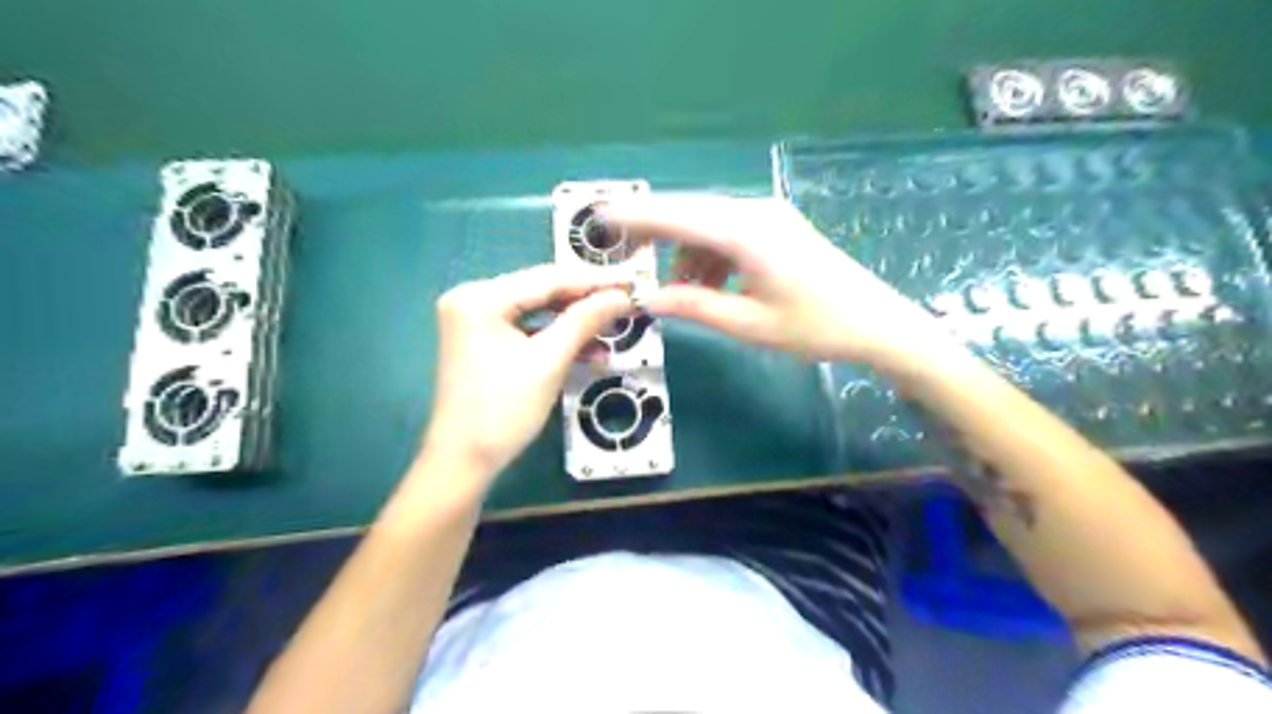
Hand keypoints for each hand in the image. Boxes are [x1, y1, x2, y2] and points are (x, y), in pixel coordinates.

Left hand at [421, 265, 632, 487]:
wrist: (463, 462)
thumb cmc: (503, 412)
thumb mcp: (548, 362)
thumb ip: (584, 321)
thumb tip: (622, 296)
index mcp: (480, 298)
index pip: (548, 278)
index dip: (595, 280)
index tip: (633, 281)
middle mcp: (473, 298)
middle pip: (542, 291)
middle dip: (587, 300)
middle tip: (629, 300)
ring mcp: (477, 319)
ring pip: (539, 311)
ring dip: (576, 321)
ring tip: (617, 324)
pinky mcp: (484, 339)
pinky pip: (528, 329)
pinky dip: (557, 338)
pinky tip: (592, 349)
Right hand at [602, 194, 953, 369]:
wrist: (877, 322)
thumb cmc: (815, 327)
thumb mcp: (749, 324)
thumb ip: (695, 307)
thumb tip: (650, 301)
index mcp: (746, 234)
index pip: (678, 217)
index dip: (637, 217)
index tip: (601, 219)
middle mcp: (755, 213)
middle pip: (690, 213)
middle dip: (656, 233)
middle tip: (628, 258)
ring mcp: (769, 216)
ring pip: (708, 225)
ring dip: (687, 253)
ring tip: (680, 292)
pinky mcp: (777, 227)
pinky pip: (729, 233)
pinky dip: (710, 256)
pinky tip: (710, 285)